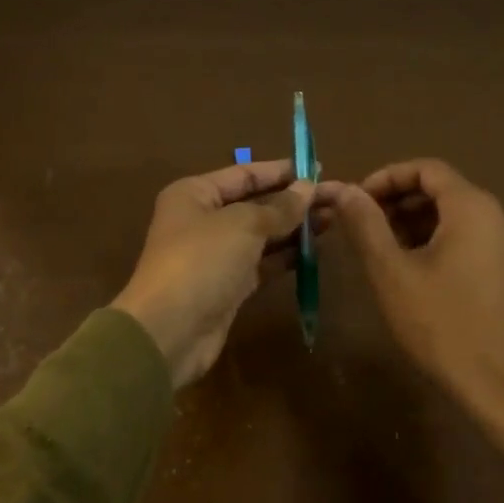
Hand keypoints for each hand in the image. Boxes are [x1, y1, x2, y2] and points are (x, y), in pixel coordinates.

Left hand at [114, 159, 317, 387]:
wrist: (169, 332)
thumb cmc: (202, 261)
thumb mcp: (243, 225)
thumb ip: (279, 207)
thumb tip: (308, 188)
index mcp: (195, 194)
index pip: (244, 173)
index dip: (281, 171)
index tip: (317, 169)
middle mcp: (202, 219)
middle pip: (255, 203)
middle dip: (293, 201)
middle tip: (334, 197)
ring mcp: (215, 255)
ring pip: (261, 235)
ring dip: (293, 228)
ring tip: (333, 219)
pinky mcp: (227, 286)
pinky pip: (261, 263)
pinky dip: (285, 256)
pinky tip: (314, 250)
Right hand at [331, 159, 503, 461]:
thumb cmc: (443, 326)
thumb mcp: (392, 273)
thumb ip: (366, 225)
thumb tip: (345, 190)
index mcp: (473, 207)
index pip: (426, 169)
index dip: (386, 177)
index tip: (356, 200)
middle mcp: (498, 217)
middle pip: (441, 190)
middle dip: (397, 201)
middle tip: (361, 226)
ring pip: (454, 217)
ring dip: (414, 223)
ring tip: (381, 250)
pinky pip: (469, 240)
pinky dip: (437, 242)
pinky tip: (413, 273)